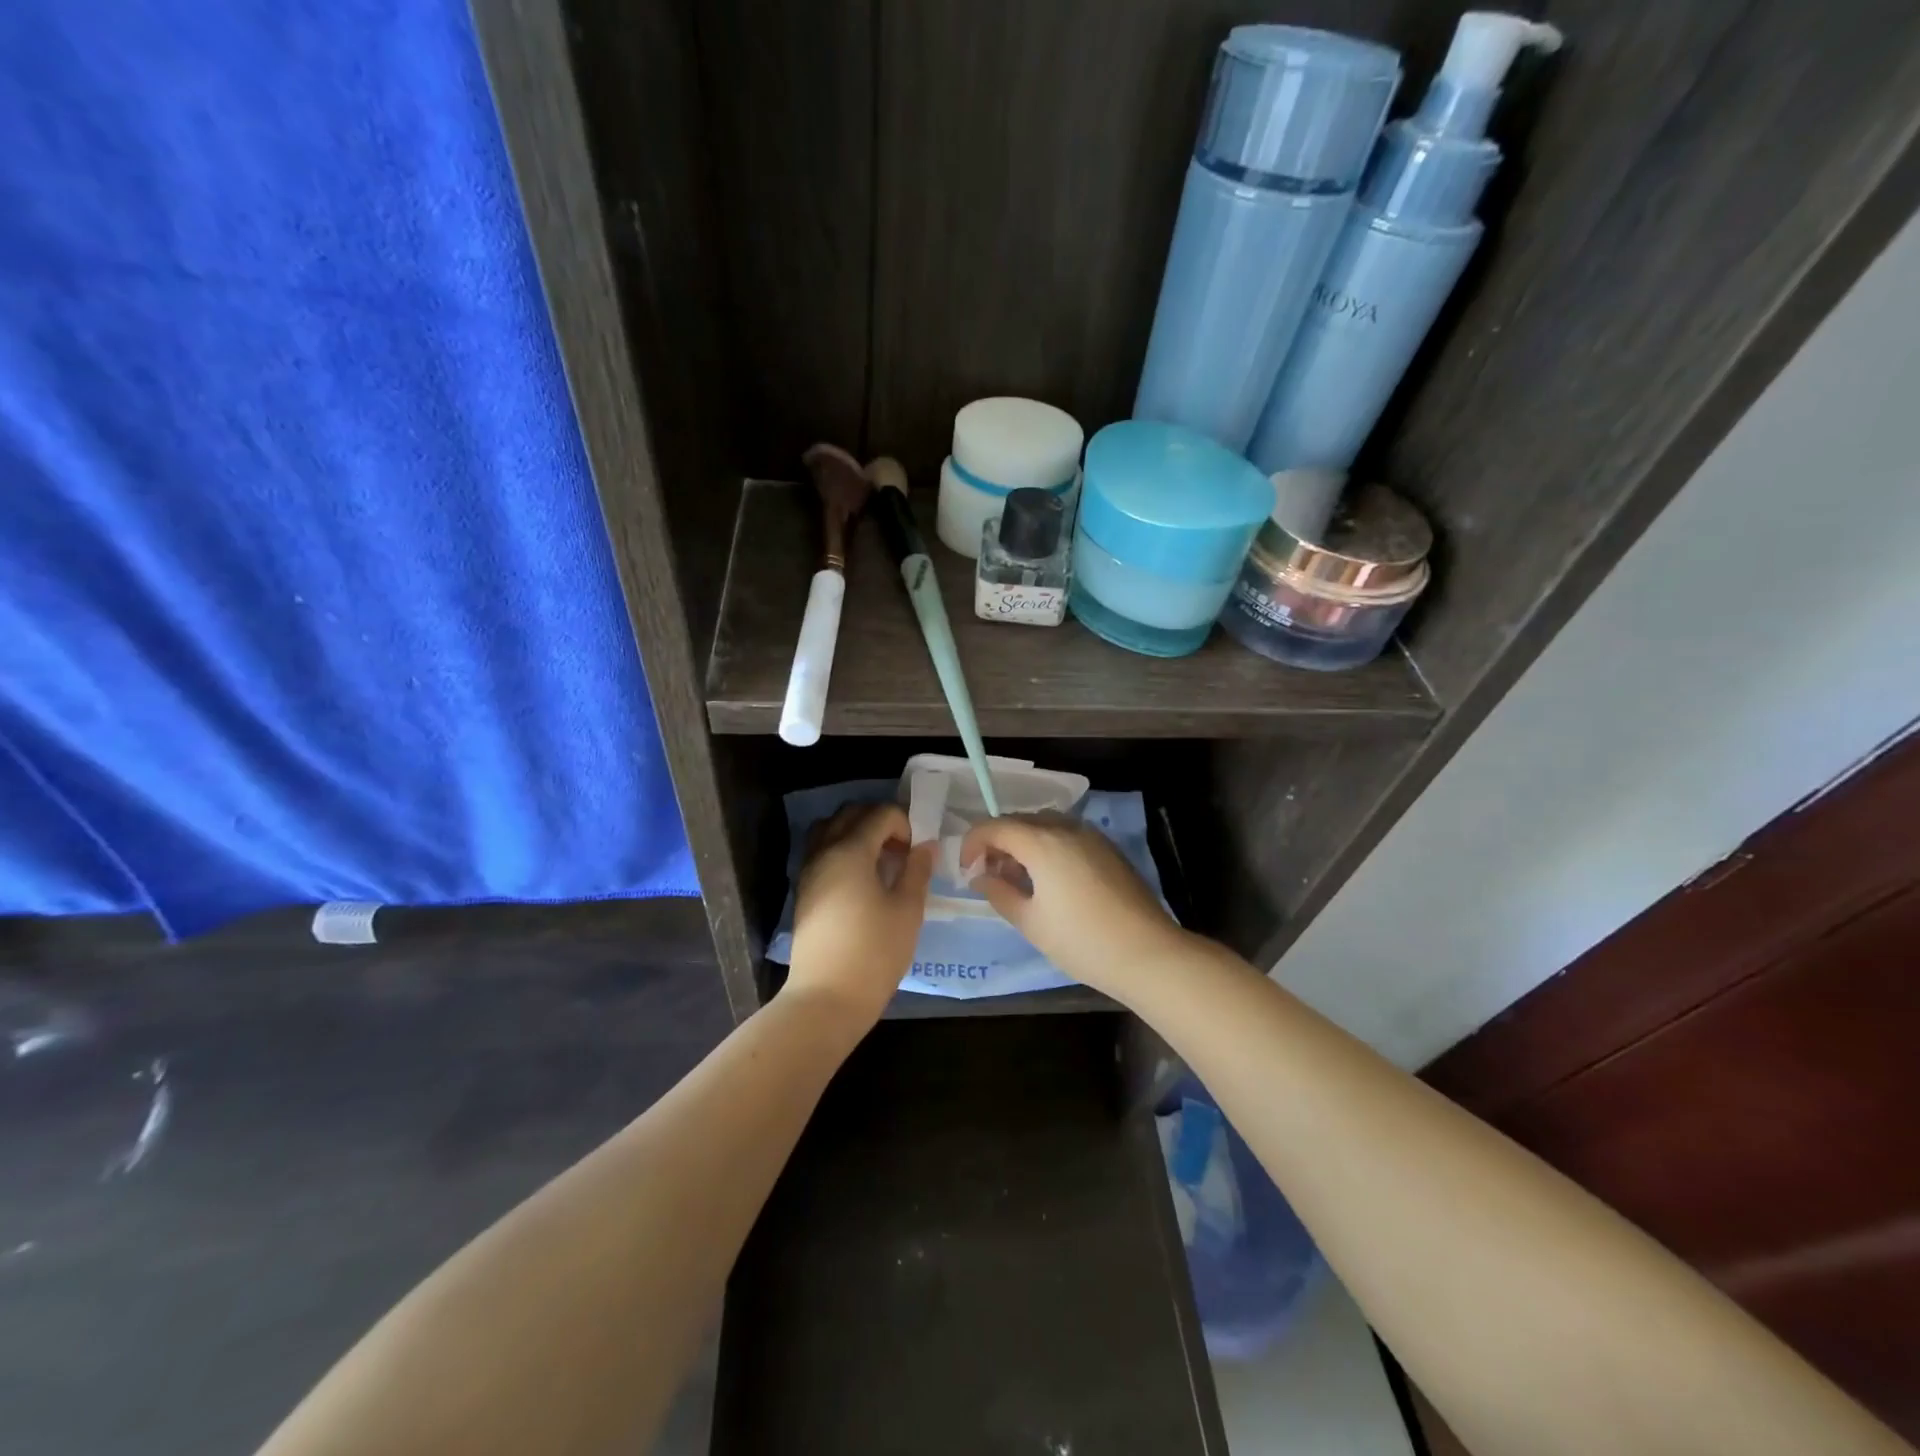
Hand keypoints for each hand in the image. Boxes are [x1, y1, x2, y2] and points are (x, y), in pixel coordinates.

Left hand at [786, 802, 934, 1024]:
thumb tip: (925, 846)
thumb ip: (917, 871)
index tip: (916, 851)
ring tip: (879, 860)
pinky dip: (841, 849)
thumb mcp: (908, 911)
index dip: (904, 823)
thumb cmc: (874, 952)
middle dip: (879, 821)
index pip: (880, 814)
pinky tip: (861, 879)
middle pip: (850, 813)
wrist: (826, 998)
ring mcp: (809, 871)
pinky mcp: (804, 891)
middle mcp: (824, 851)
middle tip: (901, 848)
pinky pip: (821, 851)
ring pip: (829, 829)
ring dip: (856, 832)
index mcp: (850, 851)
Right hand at [959, 813, 1187, 999]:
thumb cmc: (1082, 941)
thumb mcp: (1031, 922)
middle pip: (1020, 821)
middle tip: (989, 876)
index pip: (994, 826)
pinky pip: (1067, 836)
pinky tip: (1050, 880)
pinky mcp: (1108, 849)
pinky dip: (1048, 847)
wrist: (1148, 953)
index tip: (967, 871)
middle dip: (997, 842)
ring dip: (1024, 843)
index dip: (972, 844)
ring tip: (1018, 879)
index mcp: (1042, 842)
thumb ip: (999, 893)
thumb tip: (980, 876)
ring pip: (1045, 826)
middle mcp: (1066, 828)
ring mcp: (1091, 836)